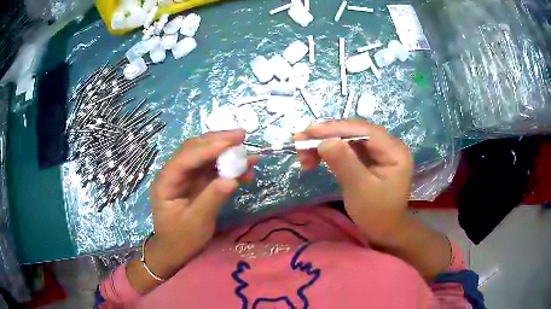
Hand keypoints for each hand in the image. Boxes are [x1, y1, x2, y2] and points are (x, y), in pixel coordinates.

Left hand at [146, 130, 255, 278]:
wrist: (176, 251)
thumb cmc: (181, 239)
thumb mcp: (196, 222)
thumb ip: (212, 199)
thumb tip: (232, 179)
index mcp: (166, 181)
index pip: (186, 158)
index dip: (208, 148)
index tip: (231, 142)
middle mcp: (174, 173)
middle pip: (194, 149)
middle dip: (218, 141)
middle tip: (242, 135)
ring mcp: (186, 177)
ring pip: (205, 157)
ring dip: (226, 153)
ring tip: (249, 153)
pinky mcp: (196, 183)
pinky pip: (212, 170)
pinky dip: (228, 168)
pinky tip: (245, 171)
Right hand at [295, 120, 412, 243]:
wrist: (383, 230)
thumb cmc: (376, 214)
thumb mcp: (360, 190)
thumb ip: (344, 163)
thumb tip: (324, 141)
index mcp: (394, 151)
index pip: (364, 131)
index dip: (336, 128)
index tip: (310, 132)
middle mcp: (387, 145)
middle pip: (354, 131)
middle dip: (327, 135)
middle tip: (300, 141)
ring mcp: (377, 150)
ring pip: (347, 138)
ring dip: (324, 142)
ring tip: (302, 153)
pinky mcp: (367, 157)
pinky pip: (345, 148)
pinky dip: (328, 151)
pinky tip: (313, 158)